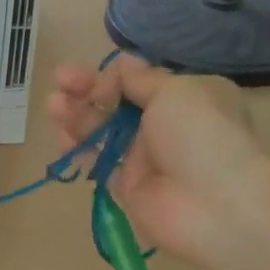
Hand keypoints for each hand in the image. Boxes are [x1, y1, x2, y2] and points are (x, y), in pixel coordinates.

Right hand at [46, 56, 269, 268]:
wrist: (216, 204)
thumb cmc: (201, 134)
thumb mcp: (174, 91)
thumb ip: (139, 80)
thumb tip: (122, 65)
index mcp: (184, 96)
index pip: (138, 81)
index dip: (111, 76)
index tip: (93, 79)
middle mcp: (165, 124)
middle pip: (117, 103)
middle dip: (86, 91)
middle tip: (59, 83)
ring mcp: (145, 157)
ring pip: (104, 131)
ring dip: (77, 116)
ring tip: (53, 106)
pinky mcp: (129, 186)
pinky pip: (100, 162)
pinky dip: (79, 149)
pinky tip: (61, 137)